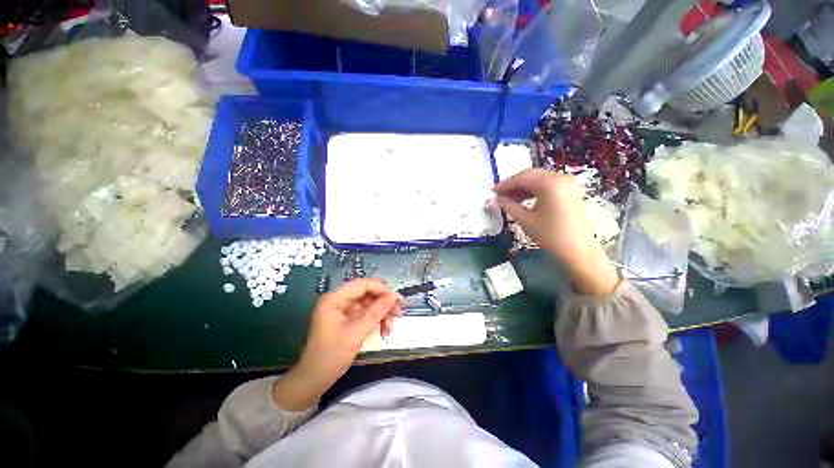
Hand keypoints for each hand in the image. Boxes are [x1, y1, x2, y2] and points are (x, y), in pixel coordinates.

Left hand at [272, 279, 402, 410]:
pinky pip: (366, 312)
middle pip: (367, 292)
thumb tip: (394, 296)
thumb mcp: (355, 334)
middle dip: (384, 302)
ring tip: (390, 327)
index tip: (398, 301)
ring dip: (382, 312)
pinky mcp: (347, 318)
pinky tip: (383, 330)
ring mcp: (343, 309)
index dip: (382, 289)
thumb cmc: (330, 357)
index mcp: (335, 299)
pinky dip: (376, 319)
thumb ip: (375, 313)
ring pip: (369, 302)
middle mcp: (339, 299)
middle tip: (398, 314)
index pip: (363, 284)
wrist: (313, 380)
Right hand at [494, 169, 618, 295]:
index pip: (522, 178)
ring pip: (540, 179)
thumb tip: (496, 200)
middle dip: (514, 184)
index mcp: (550, 183)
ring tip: (510, 199)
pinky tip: (525, 199)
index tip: (493, 192)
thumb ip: (508, 206)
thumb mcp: (525, 220)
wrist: (578, 252)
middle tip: (500, 195)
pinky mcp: (572, 191)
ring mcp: (569, 183)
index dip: (505, 184)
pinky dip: (535, 190)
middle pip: (532, 175)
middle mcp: (561, 178)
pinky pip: (549, 184)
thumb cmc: (550, 236)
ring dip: (524, 187)